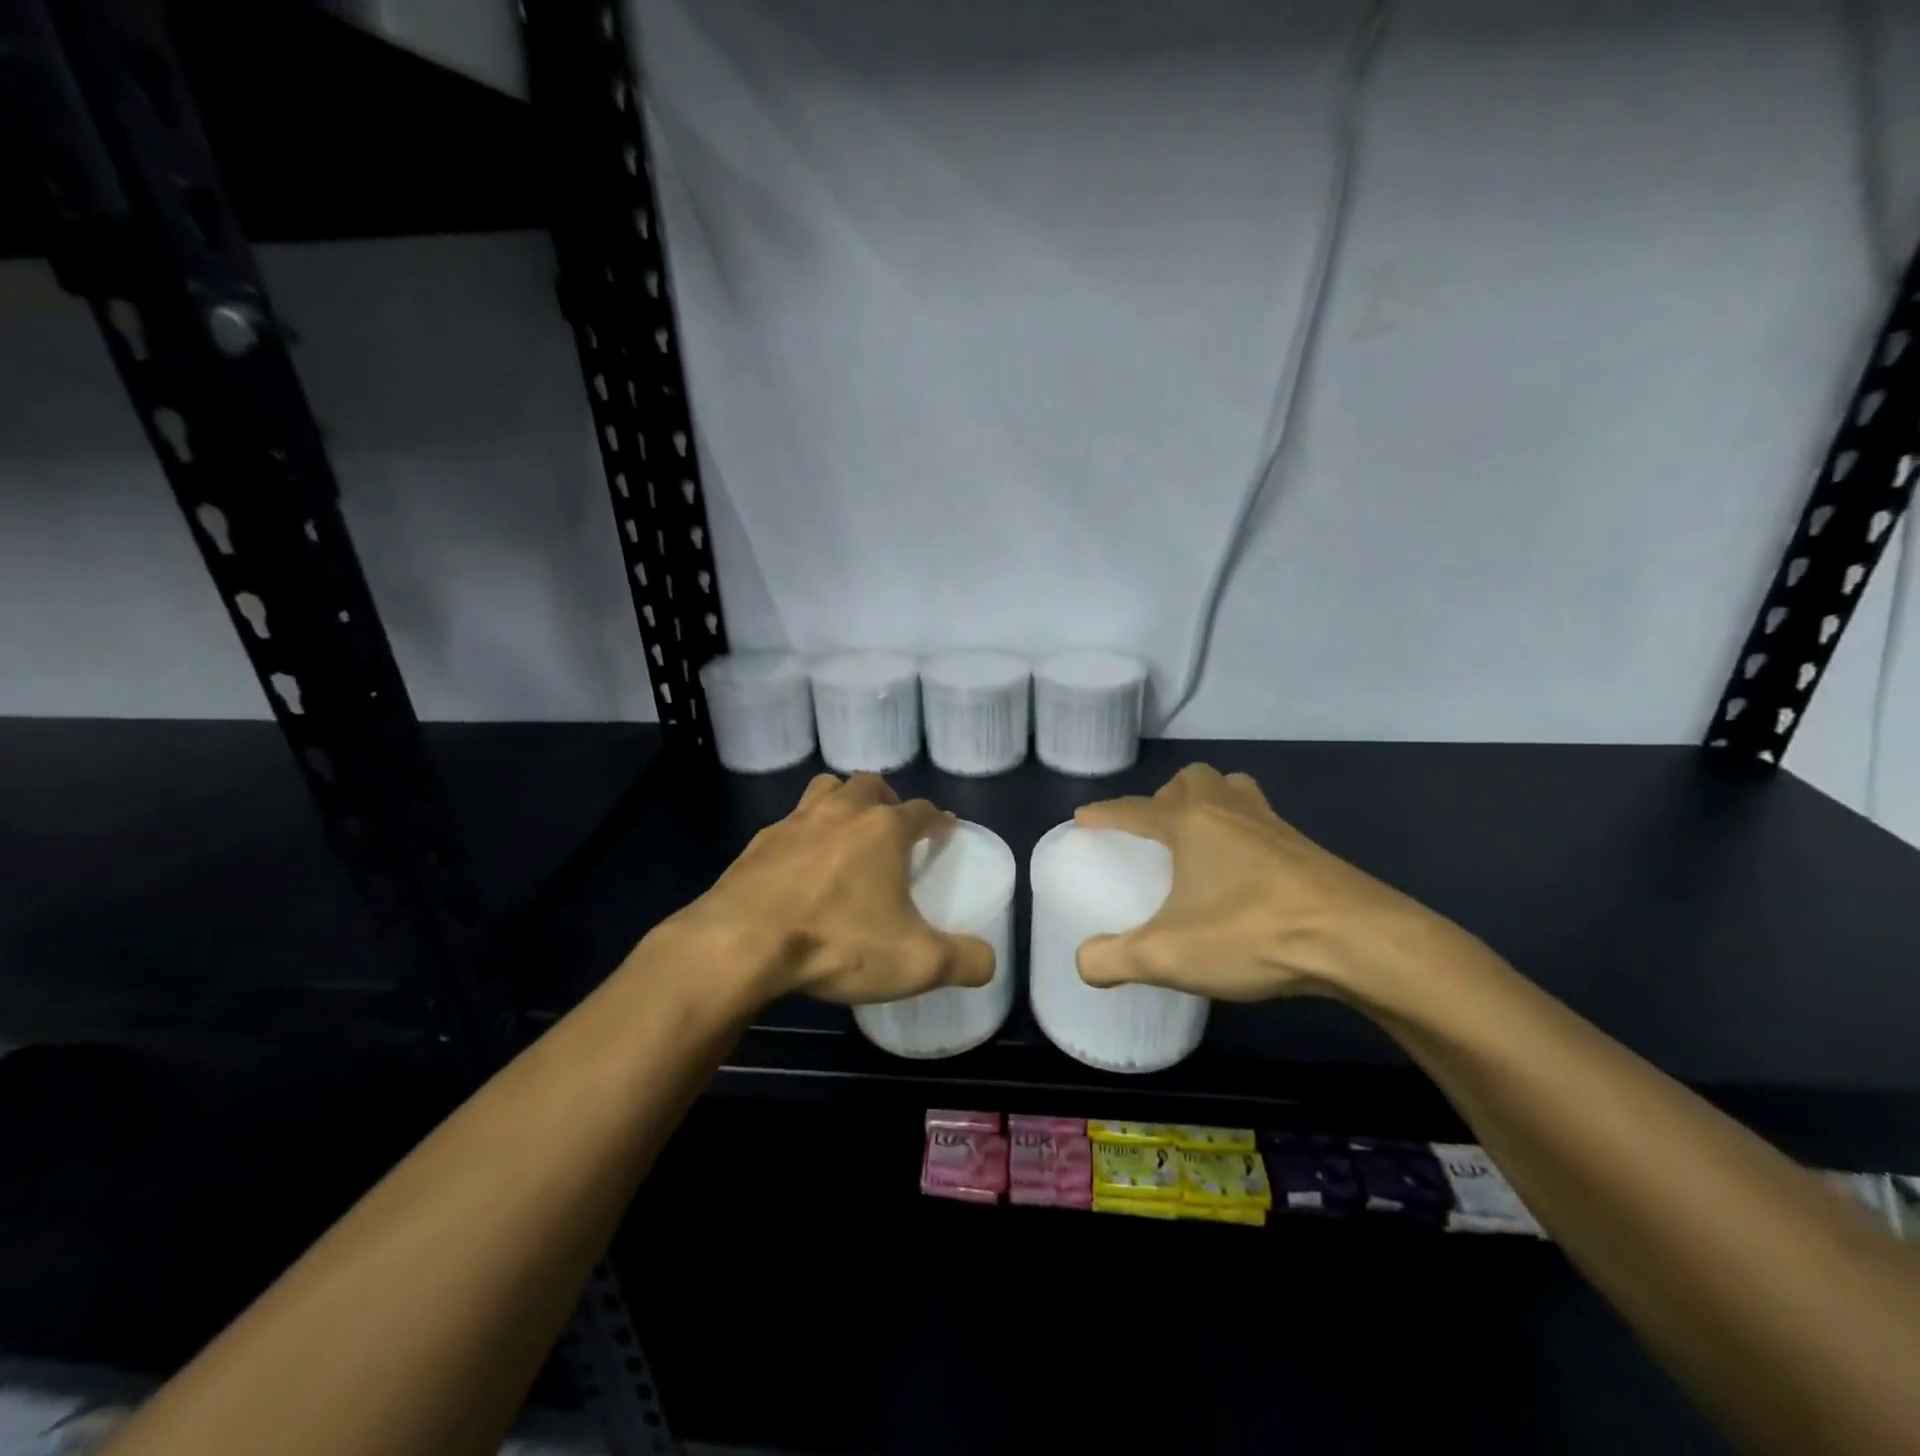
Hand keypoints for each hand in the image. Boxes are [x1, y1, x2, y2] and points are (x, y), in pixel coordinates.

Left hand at [658, 772, 995, 1007]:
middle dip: (887, 799)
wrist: (742, 944)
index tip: (943, 831)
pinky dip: (803, 835)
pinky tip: (799, 866)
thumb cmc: (837, 942)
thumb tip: (988, 961)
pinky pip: (789, 824)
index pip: (922, 810)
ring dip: (842, 802)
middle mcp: (842, 813)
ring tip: (847, 832)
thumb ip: (963, 960)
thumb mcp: (915, 963)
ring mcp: (795, 822)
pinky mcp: (758, 843)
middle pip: (870, 785)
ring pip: (825, 790)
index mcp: (884, 830)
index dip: (937, 819)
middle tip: (892, 826)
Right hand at [1074, 763, 1468, 1002]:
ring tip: (1200, 839)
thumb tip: (1083, 964)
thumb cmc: (1252, 933)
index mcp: (1189, 823)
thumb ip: (1114, 960)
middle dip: (1165, 797)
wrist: (1357, 940)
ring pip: (1233, 789)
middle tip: (1156, 833)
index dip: (1105, 813)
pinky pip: (1262, 819)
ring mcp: (1273, 825)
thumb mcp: (1168, 957)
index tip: (1083, 818)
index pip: (1134, 809)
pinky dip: (1243, 830)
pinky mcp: (1306, 848)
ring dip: (1209, 802)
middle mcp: (1229, 811)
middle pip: (1191, 779)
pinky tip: (1245, 872)